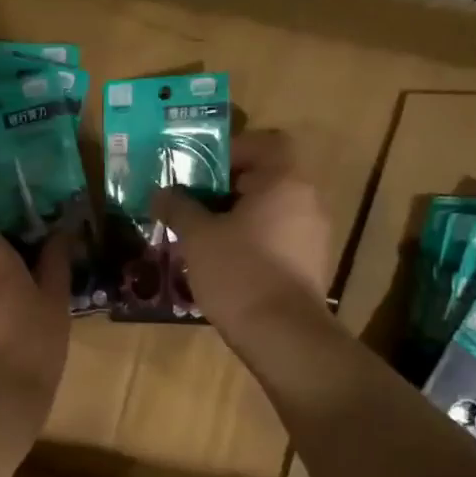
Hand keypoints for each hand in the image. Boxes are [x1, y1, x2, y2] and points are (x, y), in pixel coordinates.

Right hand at [151, 130, 332, 334]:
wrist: (281, 334)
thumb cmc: (238, 271)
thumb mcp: (198, 236)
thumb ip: (179, 207)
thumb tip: (161, 192)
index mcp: (285, 181)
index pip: (266, 142)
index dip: (232, 150)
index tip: (201, 171)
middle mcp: (308, 200)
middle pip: (267, 177)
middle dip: (227, 188)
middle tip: (193, 204)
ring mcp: (314, 235)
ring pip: (271, 211)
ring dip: (239, 216)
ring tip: (203, 236)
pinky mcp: (310, 264)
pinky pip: (278, 238)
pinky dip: (253, 241)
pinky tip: (225, 262)